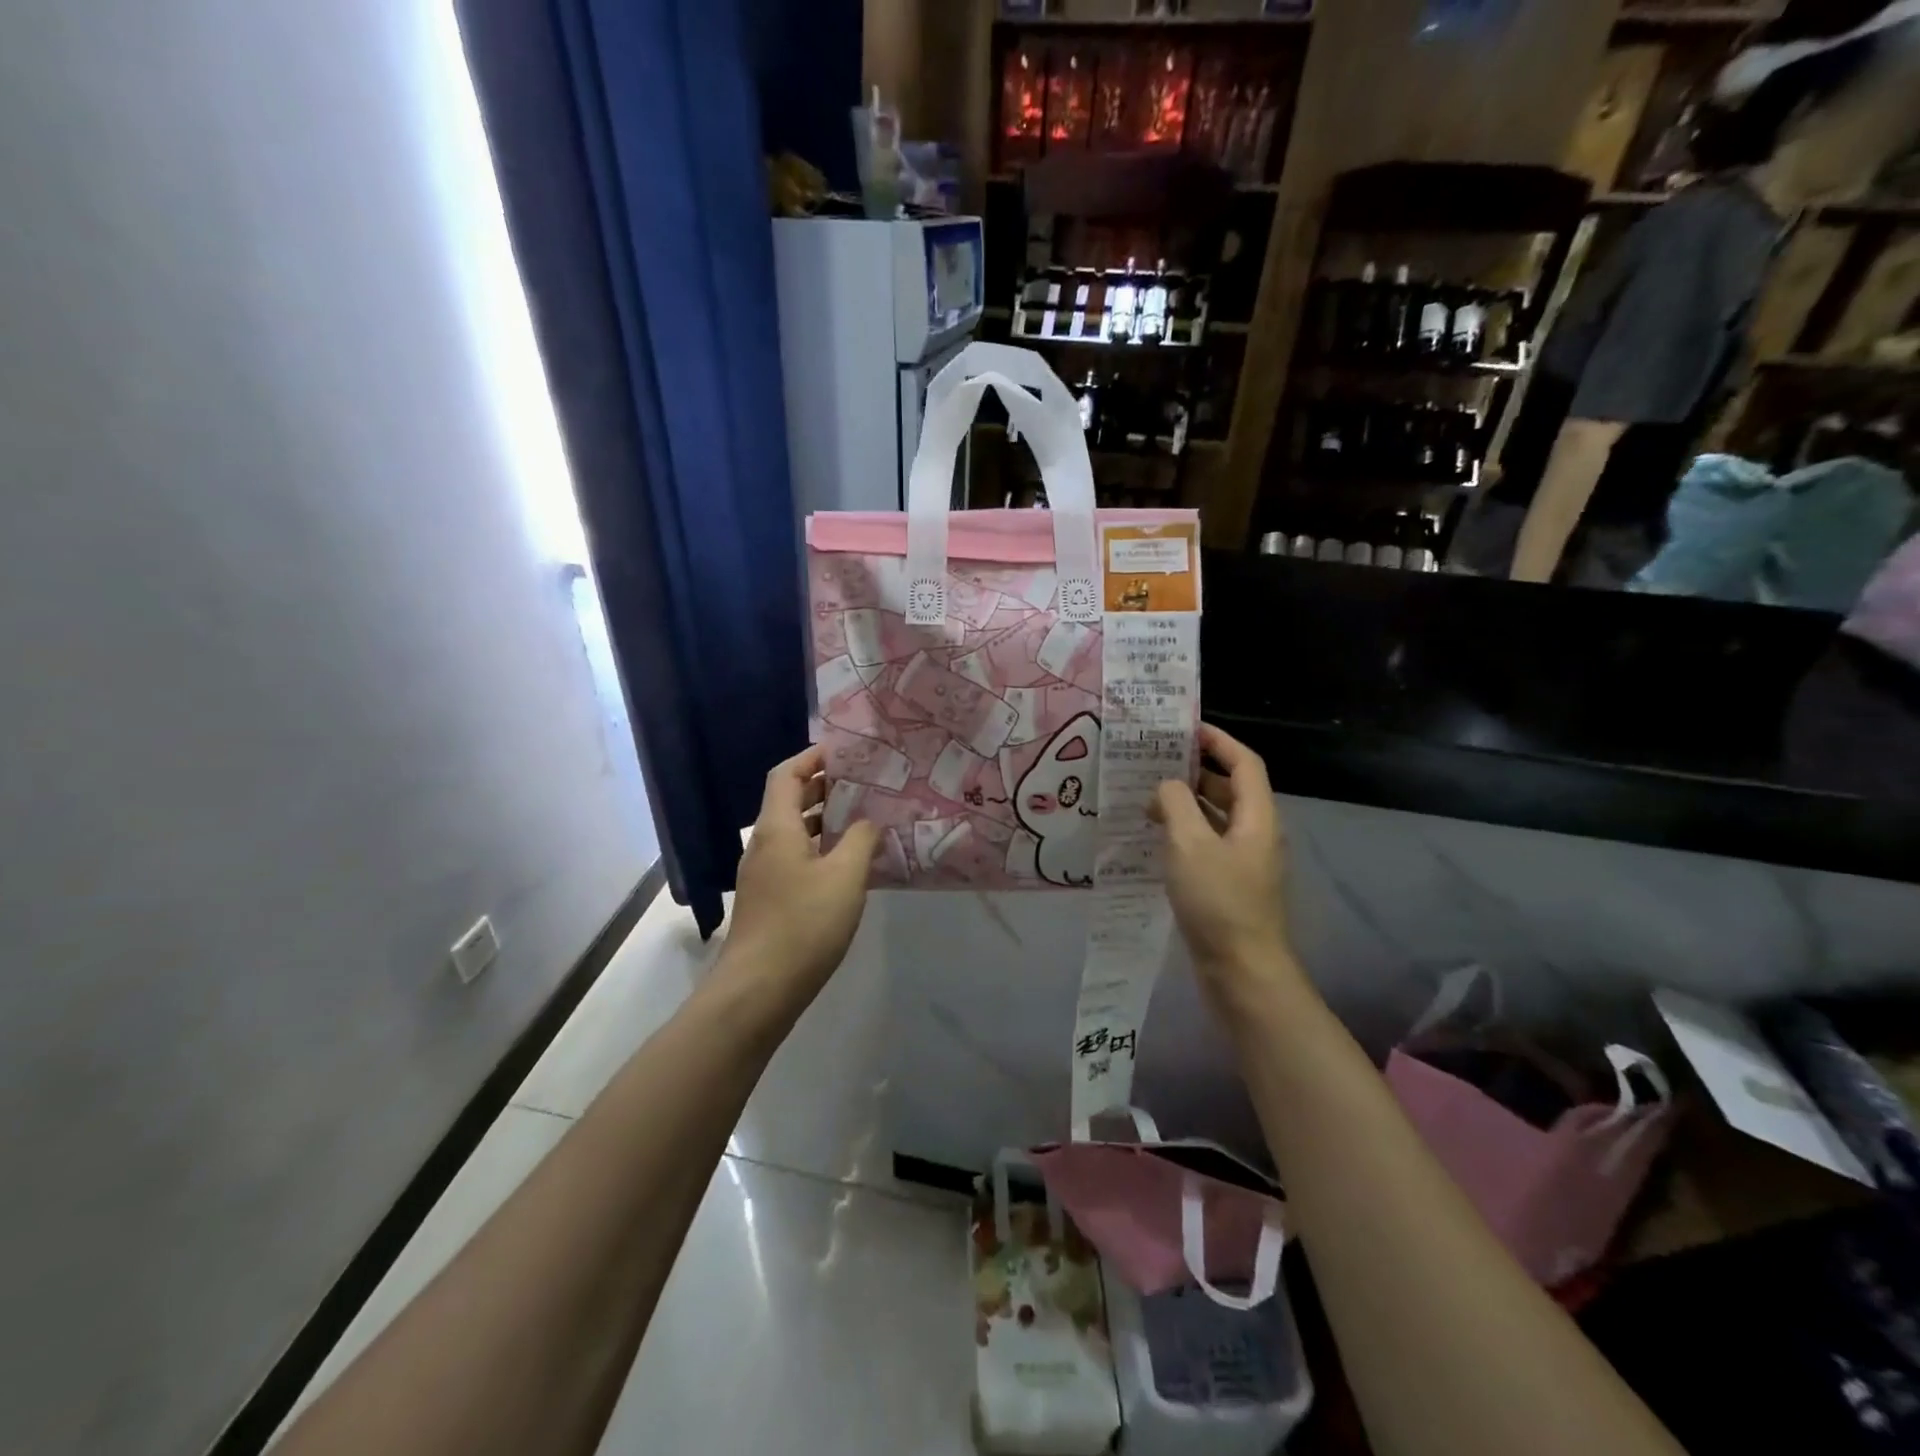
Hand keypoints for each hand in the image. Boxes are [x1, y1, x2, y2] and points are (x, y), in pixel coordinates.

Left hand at [721, 746, 878, 1013]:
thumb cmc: (803, 924)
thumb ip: (861, 840)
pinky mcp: (769, 899)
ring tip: (865, 818)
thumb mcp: (845, 877)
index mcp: (776, 828)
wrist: (759, 989)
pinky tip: (849, 864)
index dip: (812, 757)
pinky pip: (796, 858)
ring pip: (794, 832)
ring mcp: (764, 874)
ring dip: (825, 820)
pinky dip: (821, 849)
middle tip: (865, 783)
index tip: (846, 752)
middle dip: (824, 787)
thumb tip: (869, 822)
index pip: (786, 774)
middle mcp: (764, 844)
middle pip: (788, 800)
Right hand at [1153, 724, 1299, 1010]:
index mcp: (1257, 818)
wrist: (1242, 971)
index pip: (1244, 764)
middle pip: (1231, 789)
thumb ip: (1175, 804)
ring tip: (1147, 800)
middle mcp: (1256, 835)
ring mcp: (1245, 863)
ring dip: (1186, 805)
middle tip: (1155, 763)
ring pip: (1216, 819)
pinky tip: (1156, 840)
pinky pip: (1207, 845)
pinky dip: (1184, 834)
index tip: (1185, 729)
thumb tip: (1166, 786)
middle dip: (1196, 772)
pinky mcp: (1230, 886)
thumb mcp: (1189, 844)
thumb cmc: (1218, 902)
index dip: (1218, 741)